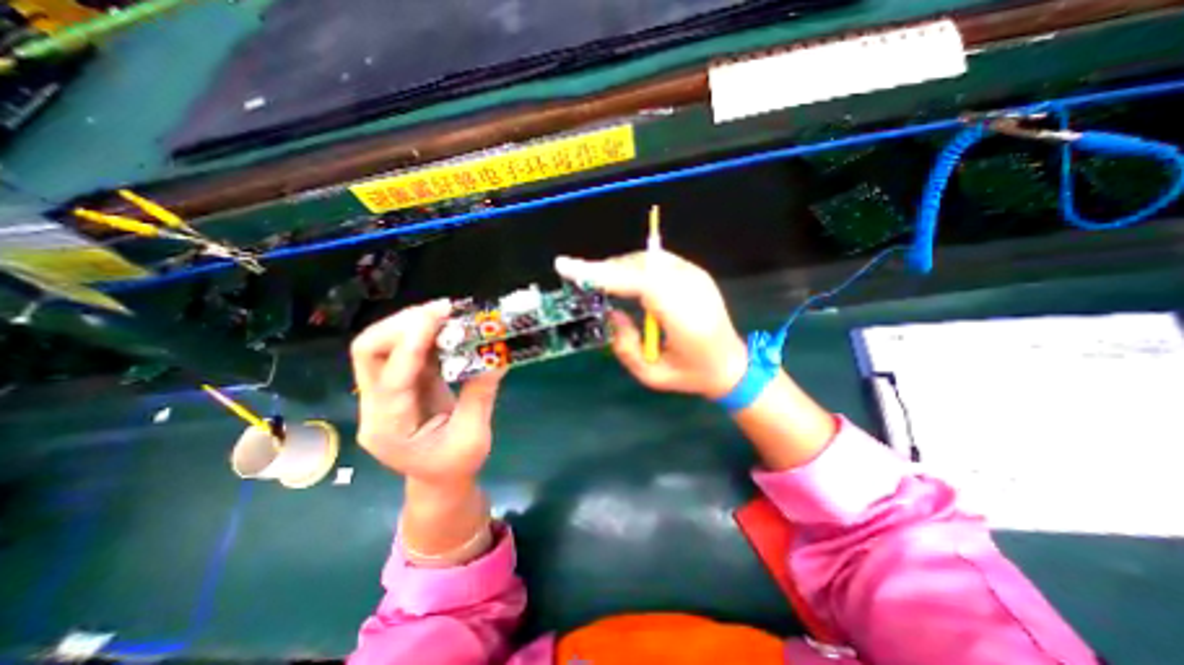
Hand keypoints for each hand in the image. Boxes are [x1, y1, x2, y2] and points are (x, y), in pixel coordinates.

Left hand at [349, 301, 501, 486]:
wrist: (438, 481)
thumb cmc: (455, 466)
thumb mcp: (473, 436)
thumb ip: (480, 395)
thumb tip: (496, 356)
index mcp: (389, 428)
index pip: (393, 378)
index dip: (412, 344)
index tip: (437, 316)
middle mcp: (375, 407)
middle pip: (368, 353)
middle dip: (402, 325)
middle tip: (442, 312)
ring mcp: (383, 394)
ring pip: (381, 346)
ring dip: (412, 324)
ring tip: (446, 313)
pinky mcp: (399, 384)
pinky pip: (404, 350)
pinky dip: (423, 333)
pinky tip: (446, 326)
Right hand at [558, 251, 742, 399]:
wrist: (732, 364)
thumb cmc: (691, 375)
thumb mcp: (652, 376)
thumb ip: (625, 346)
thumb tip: (612, 312)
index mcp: (685, 318)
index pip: (639, 284)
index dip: (603, 274)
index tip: (568, 267)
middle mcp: (692, 289)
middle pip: (640, 267)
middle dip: (605, 270)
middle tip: (578, 277)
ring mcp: (696, 276)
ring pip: (647, 260)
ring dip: (618, 267)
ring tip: (597, 280)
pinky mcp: (695, 272)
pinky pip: (657, 261)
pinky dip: (634, 266)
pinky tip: (622, 278)